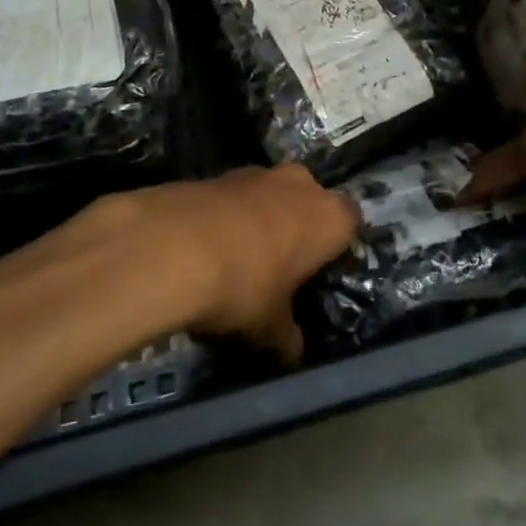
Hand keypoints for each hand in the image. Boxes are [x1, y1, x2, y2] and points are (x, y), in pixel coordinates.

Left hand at [69, 165, 359, 362]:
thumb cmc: (244, 286)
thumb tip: (293, 352)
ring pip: (271, 195)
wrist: (173, 246)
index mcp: (329, 217)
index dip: (337, 245)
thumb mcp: (269, 327)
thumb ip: (287, 337)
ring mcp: (257, 173)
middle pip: (310, 201)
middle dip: (299, 226)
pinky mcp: (218, 173)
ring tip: (242, 258)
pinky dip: (229, 216)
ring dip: (262, 218)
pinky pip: (235, 197)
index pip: (351, 222)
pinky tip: (209, 247)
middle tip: (284, 264)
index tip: (322, 270)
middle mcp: (300, 185)